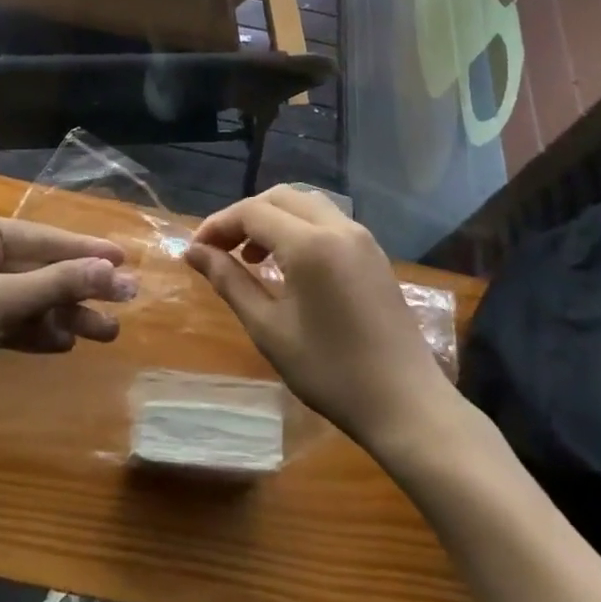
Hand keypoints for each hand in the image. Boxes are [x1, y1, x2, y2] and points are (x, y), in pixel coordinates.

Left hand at [0, 211, 132, 429]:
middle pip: (39, 269)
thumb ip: (57, 284)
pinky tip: (66, 343)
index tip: (124, 260)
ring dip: (65, 314)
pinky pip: (13, 320)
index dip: (86, 250)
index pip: (42, 238)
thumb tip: (113, 271)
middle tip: (126, 301)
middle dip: (80, 288)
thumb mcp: (0, 302)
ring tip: (107, 333)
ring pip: (30, 298)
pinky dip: (37, 331)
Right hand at [187, 186, 450, 449]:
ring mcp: (362, 237)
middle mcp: (338, 227)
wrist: (406, 404)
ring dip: (273, 219)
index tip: (195, 251)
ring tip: (250, 257)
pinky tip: (288, 265)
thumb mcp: (269, 328)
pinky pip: (327, 221)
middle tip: (220, 250)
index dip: (218, 224)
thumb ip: (229, 281)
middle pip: (280, 197)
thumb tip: (194, 252)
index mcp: (310, 244)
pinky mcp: (374, 253)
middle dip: (244, 216)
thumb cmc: (330, 371)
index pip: (252, 212)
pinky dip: (299, 228)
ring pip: (306, 205)